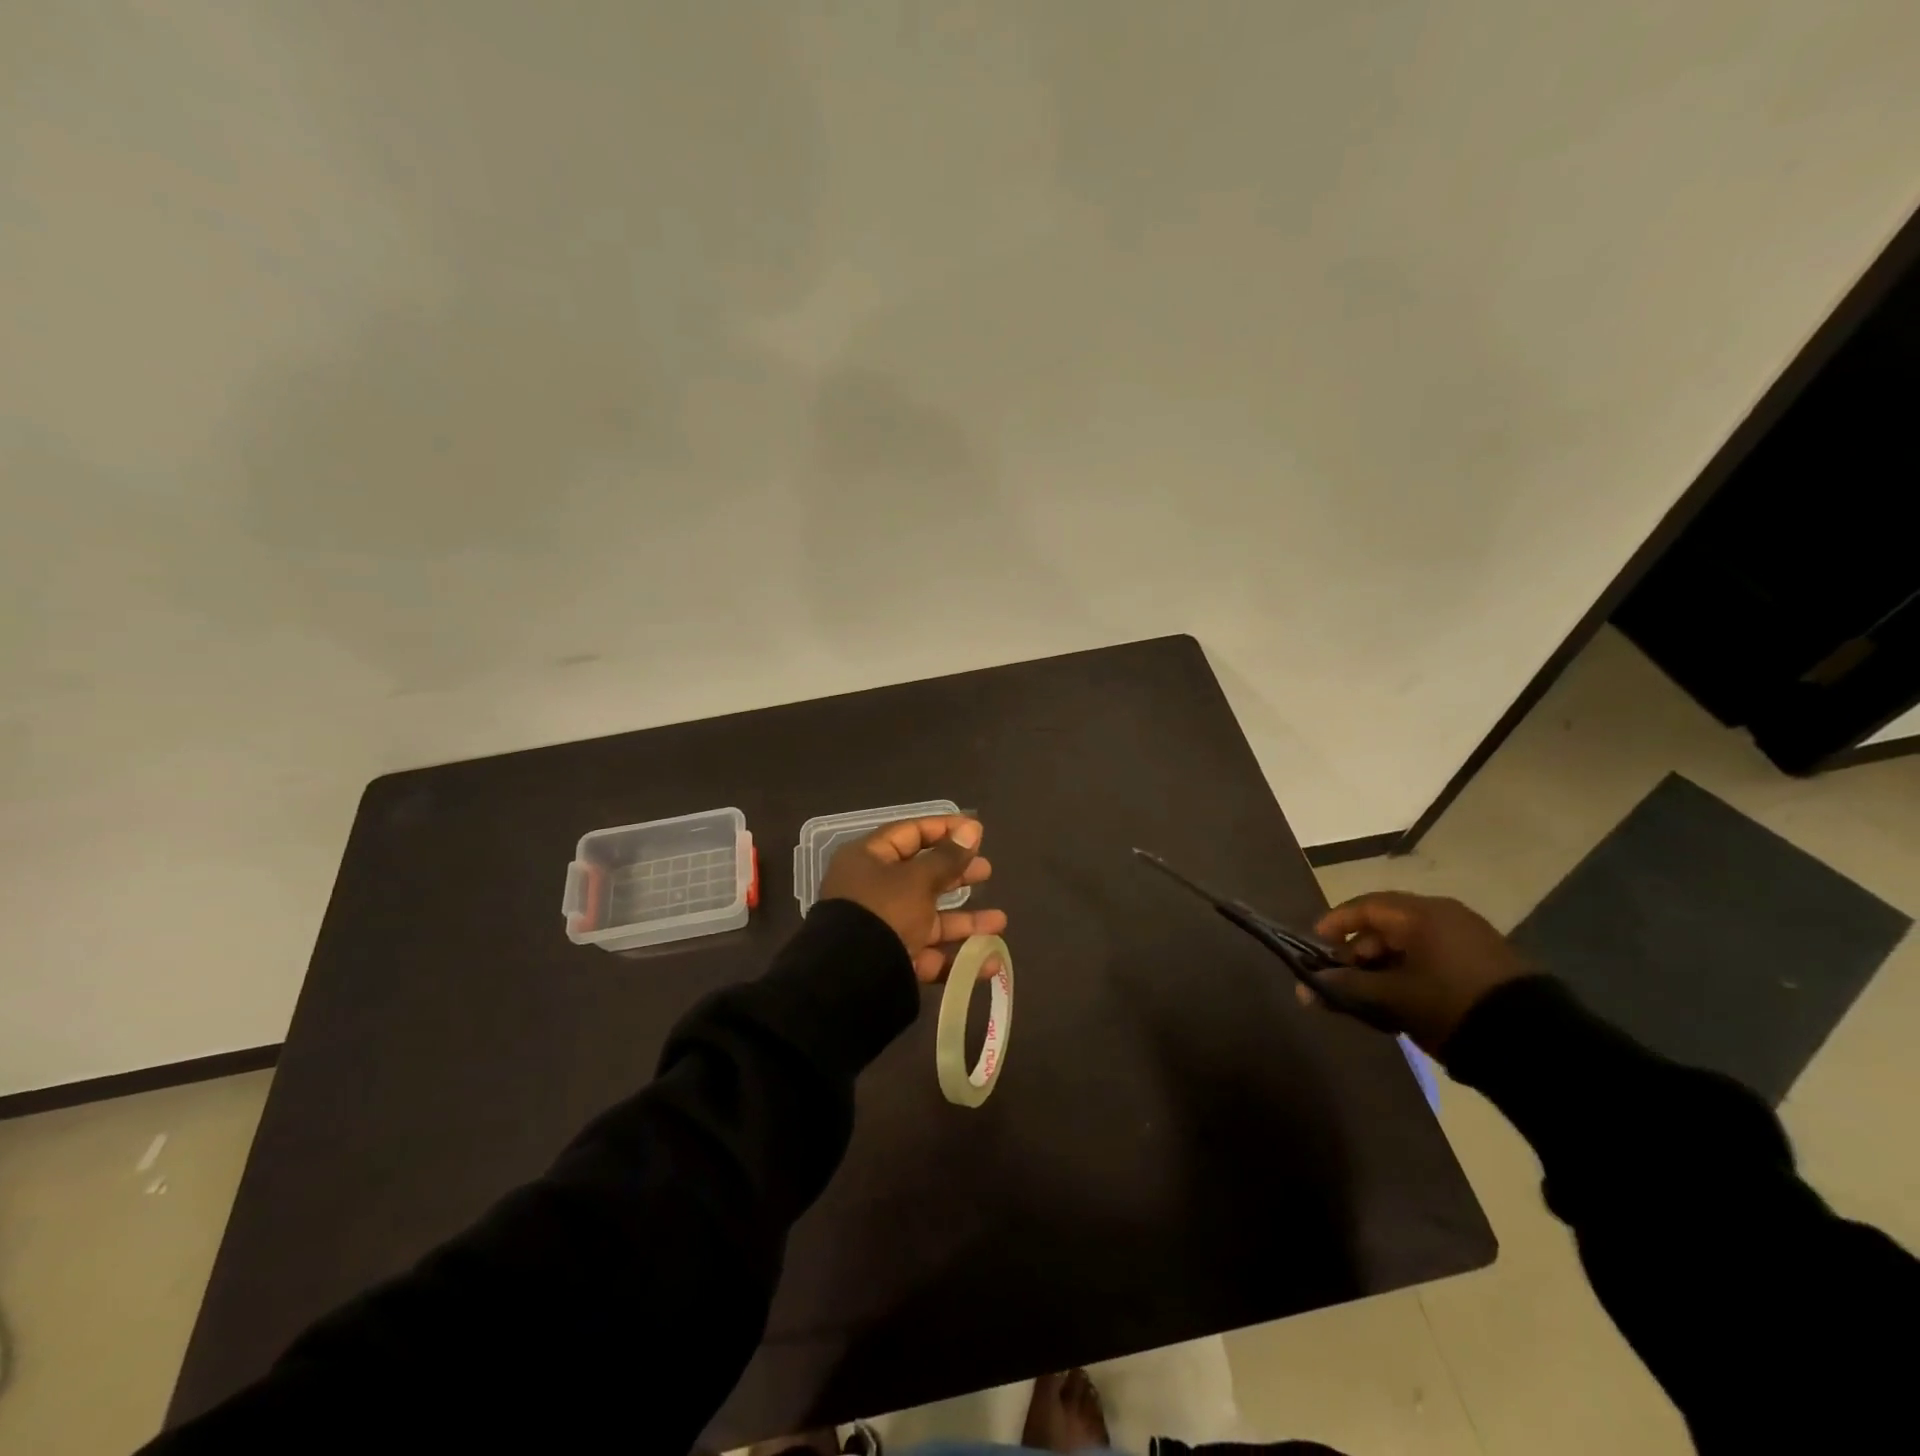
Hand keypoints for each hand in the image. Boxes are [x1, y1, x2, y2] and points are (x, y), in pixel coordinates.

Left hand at [821, 816, 1007, 982]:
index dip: (943, 829)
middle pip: (922, 876)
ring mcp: (884, 929)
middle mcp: (874, 891)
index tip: (976, 831)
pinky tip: (990, 960)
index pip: (909, 834)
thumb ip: (948, 857)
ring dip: (967, 921)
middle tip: (987, 871)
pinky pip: (930, 954)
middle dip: (958, 874)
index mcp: (869, 860)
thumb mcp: (918, 879)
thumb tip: (972, 829)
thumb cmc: (884, 912)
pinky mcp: (893, 963)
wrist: (851, 980)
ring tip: (1000, 921)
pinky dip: (958, 957)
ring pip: (931, 919)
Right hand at [1298, 891, 1529, 1053]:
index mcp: (1421, 914)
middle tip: (1343, 975)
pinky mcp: (1486, 961)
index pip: (1366, 906)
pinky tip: (1403, 997)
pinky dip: (1410, 969)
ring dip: (1384, 962)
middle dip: (1359, 949)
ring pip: (1411, 941)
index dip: (1337, 922)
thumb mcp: (1392, 997)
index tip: (1317, 943)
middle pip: (1388, 923)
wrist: (1534, 1042)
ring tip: (1371, 992)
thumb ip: (1346, 988)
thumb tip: (1305, 987)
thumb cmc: (1450, 1005)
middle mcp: (1445, 915)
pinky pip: (1433, 954)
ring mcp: (1469, 937)